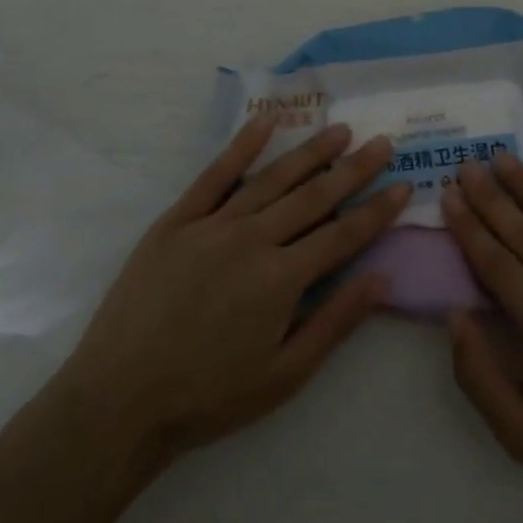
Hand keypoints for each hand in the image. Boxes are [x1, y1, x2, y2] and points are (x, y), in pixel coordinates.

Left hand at [50, 115, 406, 480]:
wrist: (119, 400)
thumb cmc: (208, 396)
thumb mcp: (283, 375)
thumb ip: (335, 322)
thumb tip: (382, 278)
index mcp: (282, 279)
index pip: (343, 234)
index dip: (377, 211)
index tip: (404, 185)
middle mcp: (253, 239)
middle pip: (314, 196)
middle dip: (354, 169)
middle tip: (382, 143)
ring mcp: (212, 224)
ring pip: (272, 178)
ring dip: (310, 151)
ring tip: (340, 129)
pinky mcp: (177, 220)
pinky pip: (215, 175)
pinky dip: (242, 146)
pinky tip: (266, 122)